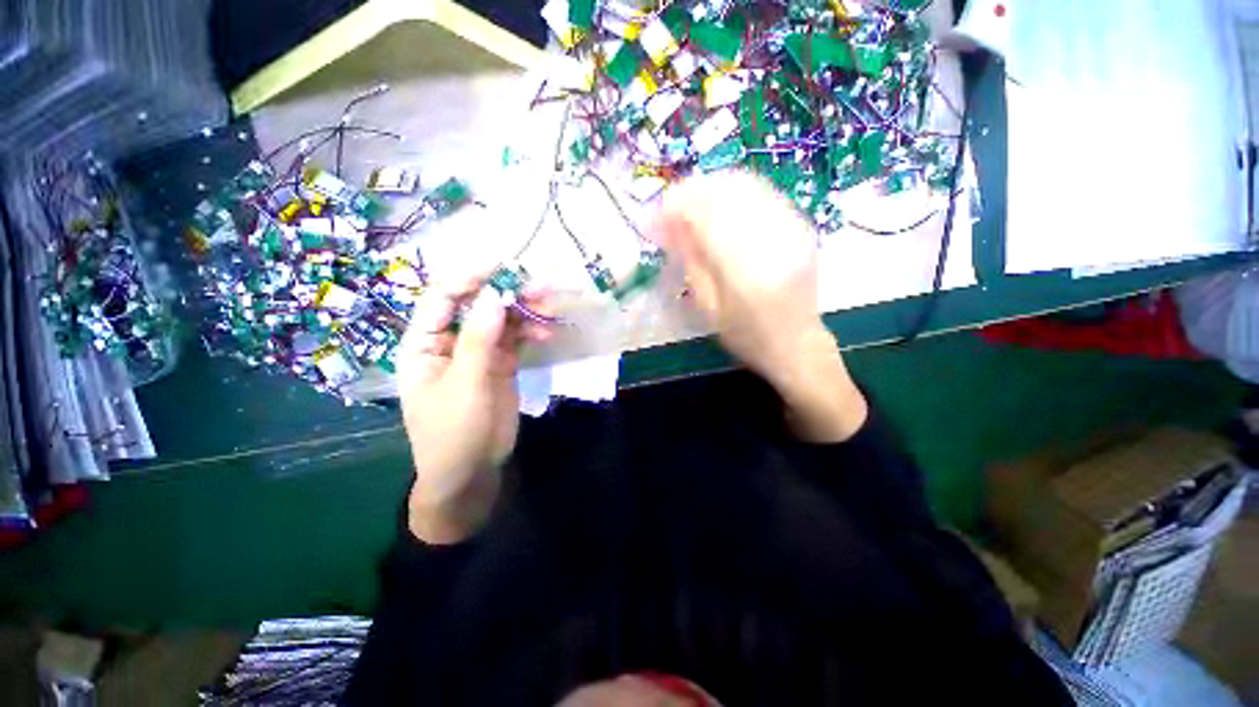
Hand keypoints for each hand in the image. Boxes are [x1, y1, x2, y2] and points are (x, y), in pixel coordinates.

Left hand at [397, 273, 546, 543]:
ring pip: (502, 321)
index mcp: (425, 343)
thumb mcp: (465, 386)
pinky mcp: (501, 364)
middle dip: (507, 294)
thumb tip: (495, 297)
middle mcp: (451, 341)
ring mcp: (478, 352)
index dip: (469, 278)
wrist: (471, 472)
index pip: (443, 298)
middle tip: (539, 287)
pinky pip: (517, 339)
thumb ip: (479, 340)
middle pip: (478, 305)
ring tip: (550, 308)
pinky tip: (548, 333)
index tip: (502, 265)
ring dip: (525, 311)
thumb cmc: (453, 432)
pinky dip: (532, 332)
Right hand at [653, 172, 866, 441]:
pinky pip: (762, 192)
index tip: (653, 218)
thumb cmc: (747, 336)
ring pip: (744, 184)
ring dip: (710, 189)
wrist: (797, 344)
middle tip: (669, 210)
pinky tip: (718, 207)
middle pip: (725, 191)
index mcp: (745, 269)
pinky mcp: (799, 224)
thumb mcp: (708, 308)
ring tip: (690, 207)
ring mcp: (791, 226)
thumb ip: (691, 262)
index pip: (705, 215)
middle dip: (690, 193)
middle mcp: (771, 238)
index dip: (674, 208)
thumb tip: (669, 225)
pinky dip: (733, 192)